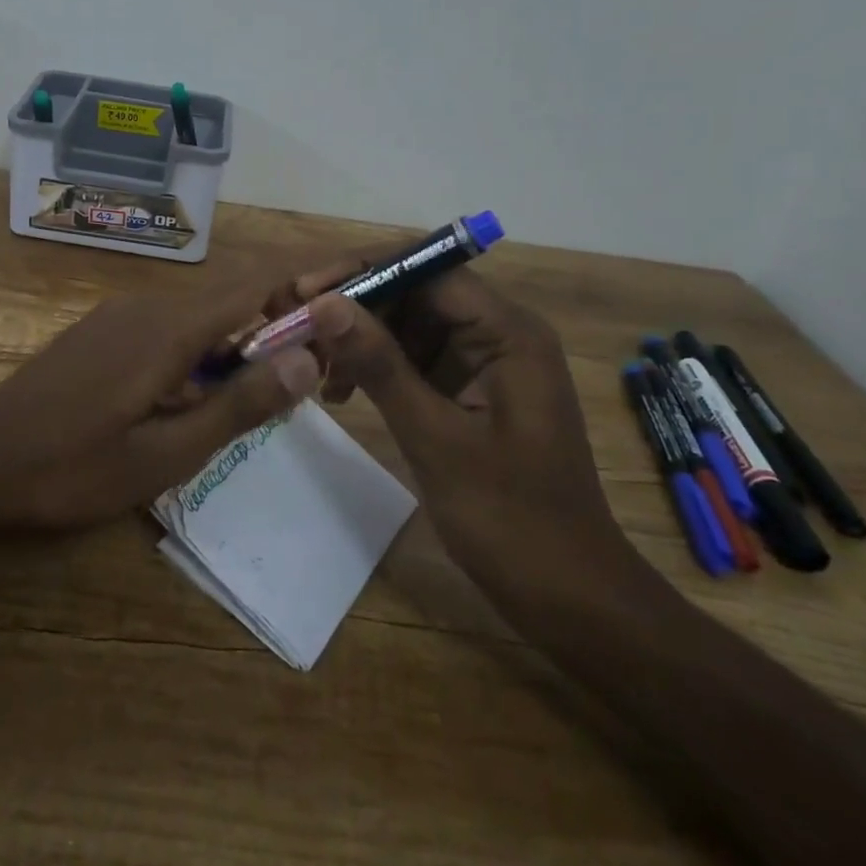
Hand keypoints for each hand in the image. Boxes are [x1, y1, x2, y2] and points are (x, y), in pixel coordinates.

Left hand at [0, 269, 322, 530]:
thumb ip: (237, 405)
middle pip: (232, 297)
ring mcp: (120, 315)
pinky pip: (169, 328)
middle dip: (279, 322)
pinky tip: (199, 395)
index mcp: (170, 328)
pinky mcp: (102, 332)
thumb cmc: (73, 468)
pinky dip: (202, 350)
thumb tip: (305, 360)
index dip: (308, 279)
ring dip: (239, 342)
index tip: (353, 283)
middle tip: (314, 369)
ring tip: (264, 391)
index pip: (256, 283)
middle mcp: (148, 305)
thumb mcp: (165, 454)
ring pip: (200, 315)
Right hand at [289, 262, 635, 609]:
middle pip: (413, 291)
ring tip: (314, 369)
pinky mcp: (467, 388)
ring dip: (358, 338)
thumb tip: (324, 303)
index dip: (363, 272)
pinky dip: (373, 367)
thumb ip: (379, 364)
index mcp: (507, 332)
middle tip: (297, 331)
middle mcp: (497, 333)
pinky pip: (412, 358)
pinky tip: (340, 393)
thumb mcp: (435, 438)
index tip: (306, 292)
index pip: (427, 269)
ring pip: (406, 323)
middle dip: (354, 306)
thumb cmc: (511, 519)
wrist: (567, 595)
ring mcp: (482, 361)